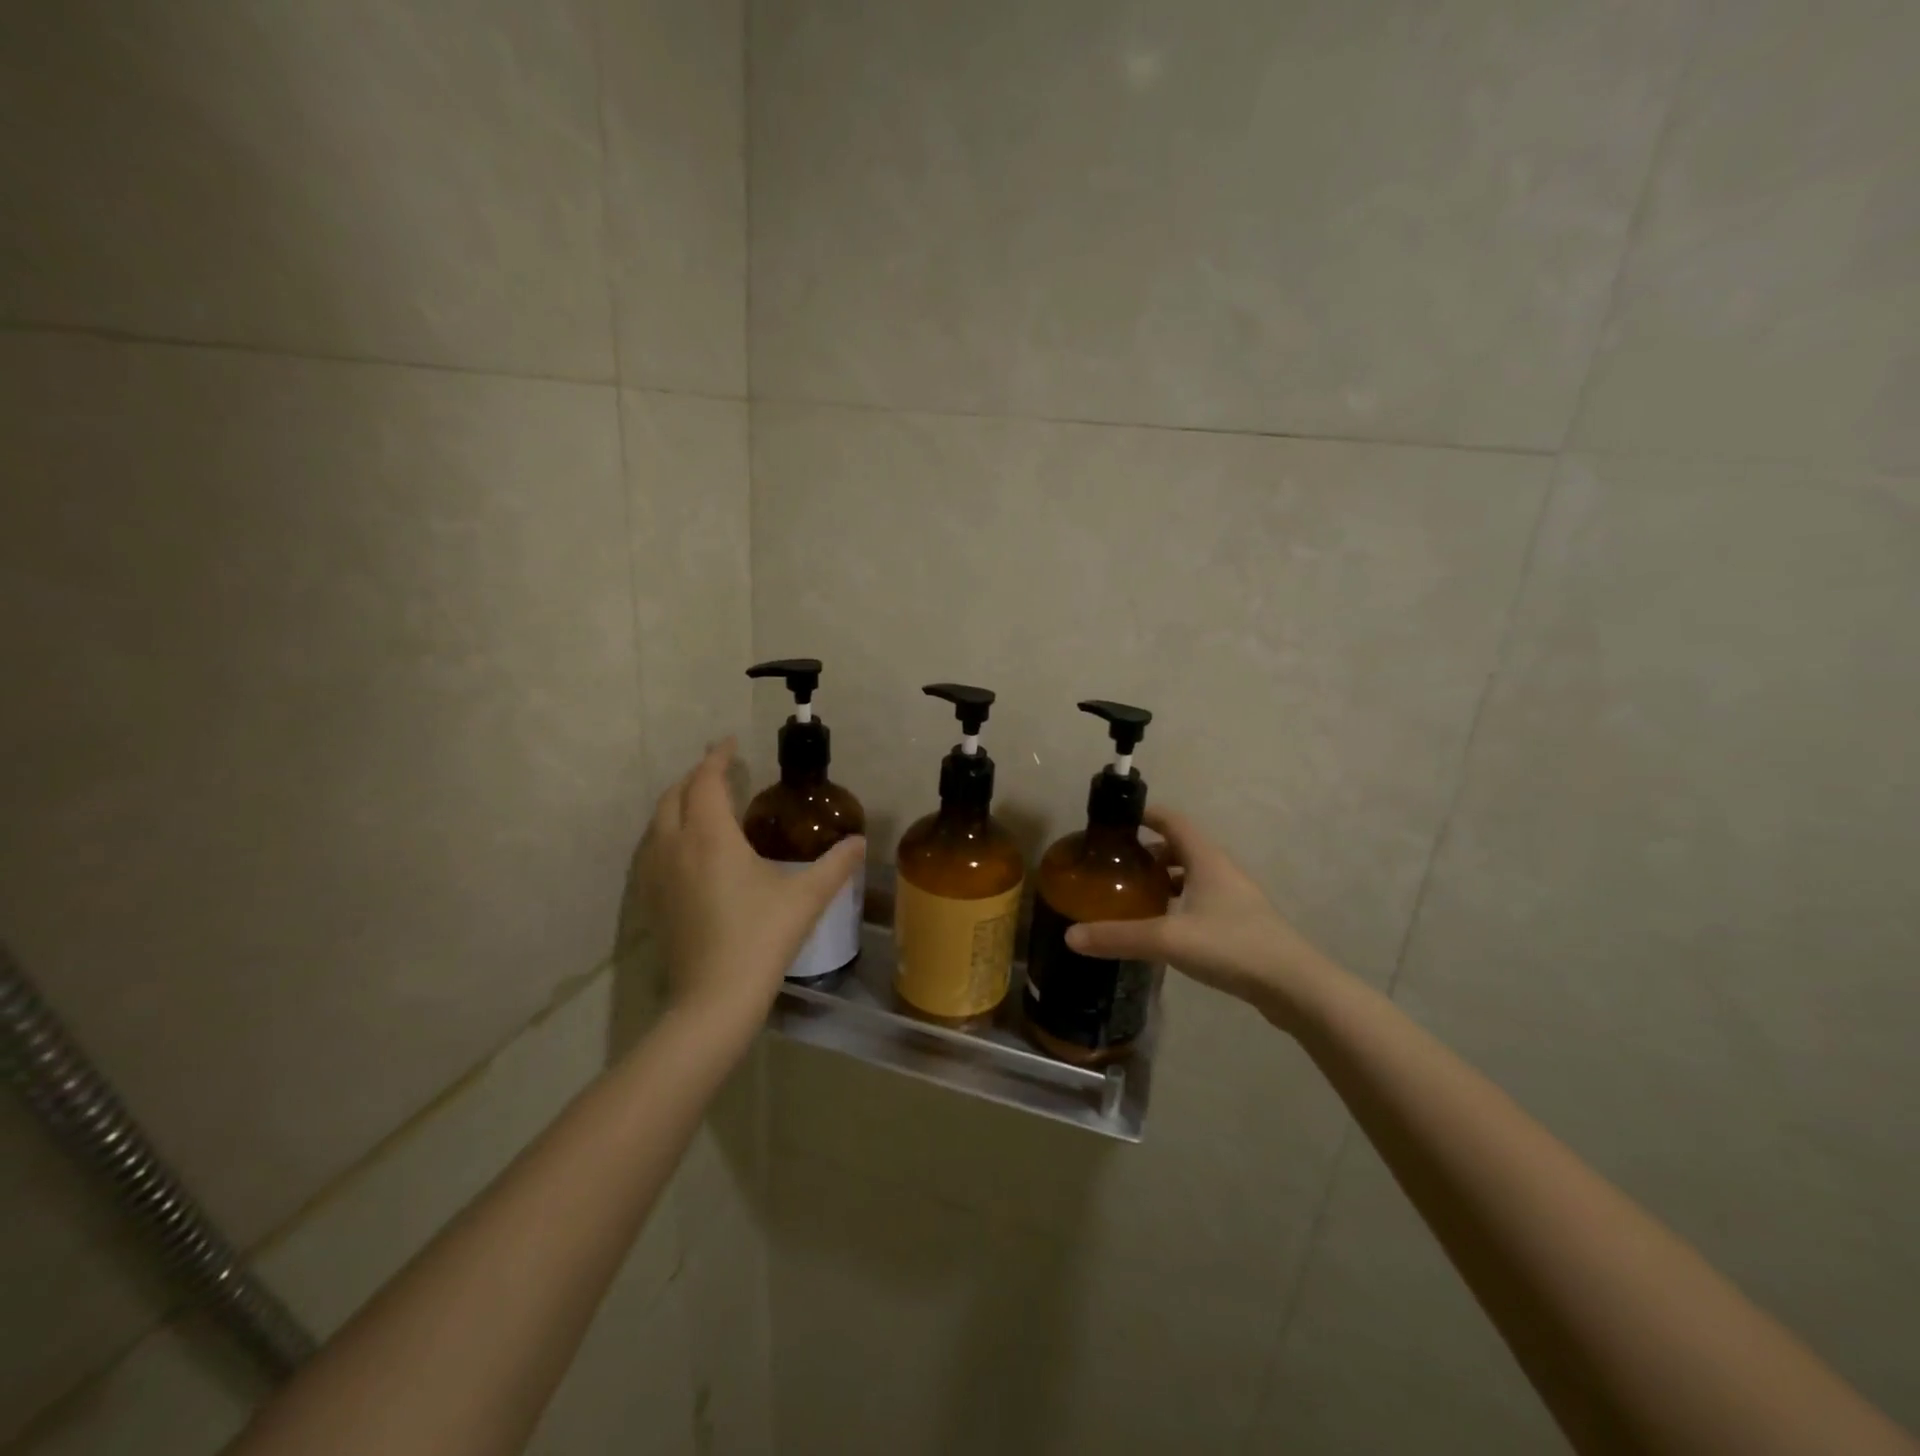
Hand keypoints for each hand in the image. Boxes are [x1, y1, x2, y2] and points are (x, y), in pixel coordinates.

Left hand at [636, 739, 865, 1029]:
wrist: (714, 997)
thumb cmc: (761, 937)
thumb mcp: (806, 897)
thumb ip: (835, 864)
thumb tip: (860, 842)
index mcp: (711, 837)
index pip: (707, 781)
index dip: (718, 758)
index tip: (730, 743)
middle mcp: (675, 847)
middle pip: (674, 796)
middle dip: (695, 777)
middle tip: (720, 771)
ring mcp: (656, 875)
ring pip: (657, 822)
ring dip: (677, 803)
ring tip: (702, 804)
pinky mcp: (650, 900)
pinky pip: (651, 849)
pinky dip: (666, 832)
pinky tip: (684, 849)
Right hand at [1064, 807, 1333, 1029]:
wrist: (1295, 987)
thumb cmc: (1232, 946)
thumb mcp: (1168, 939)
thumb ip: (1118, 936)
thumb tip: (1070, 936)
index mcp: (1206, 859)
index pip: (1173, 820)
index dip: (1146, 815)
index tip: (1117, 822)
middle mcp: (1222, 871)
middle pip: (1182, 847)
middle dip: (1150, 851)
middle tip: (1118, 865)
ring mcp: (1236, 898)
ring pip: (1194, 875)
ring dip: (1166, 878)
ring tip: (1137, 896)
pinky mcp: (1242, 924)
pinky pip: (1203, 900)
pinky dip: (1181, 902)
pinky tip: (1166, 928)